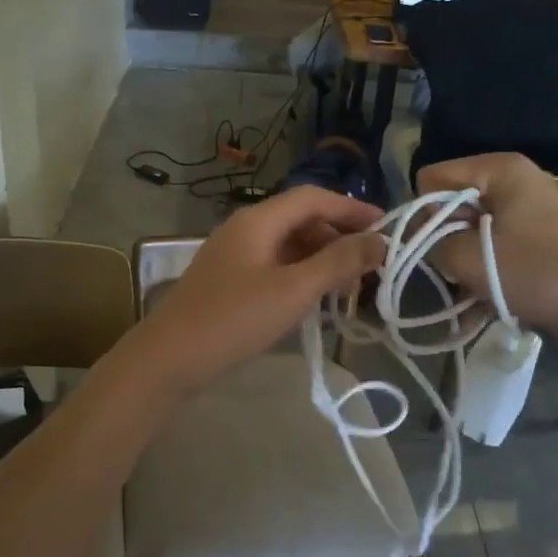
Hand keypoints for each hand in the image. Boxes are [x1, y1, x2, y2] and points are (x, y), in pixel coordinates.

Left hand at [126, 187, 384, 392]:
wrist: (169, 358)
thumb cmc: (234, 319)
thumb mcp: (293, 290)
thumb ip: (338, 262)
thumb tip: (380, 240)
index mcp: (258, 220)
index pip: (313, 198)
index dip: (352, 208)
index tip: (388, 227)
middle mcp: (244, 229)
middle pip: (300, 219)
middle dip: (338, 237)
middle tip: (371, 266)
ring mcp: (234, 256)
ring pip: (287, 245)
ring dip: (321, 259)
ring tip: (349, 288)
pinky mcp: (228, 282)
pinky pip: (273, 266)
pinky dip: (300, 276)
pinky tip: (315, 301)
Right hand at [418, 154, 557, 354]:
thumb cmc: (535, 272)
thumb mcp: (467, 258)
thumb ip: (428, 243)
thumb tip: (415, 241)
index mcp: (499, 169)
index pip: (430, 179)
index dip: (424, 213)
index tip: (436, 245)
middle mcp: (514, 179)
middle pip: (452, 203)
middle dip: (445, 238)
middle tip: (455, 269)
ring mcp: (529, 208)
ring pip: (471, 228)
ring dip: (465, 258)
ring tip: (475, 285)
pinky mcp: (539, 237)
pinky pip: (495, 244)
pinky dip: (488, 267)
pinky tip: (490, 294)